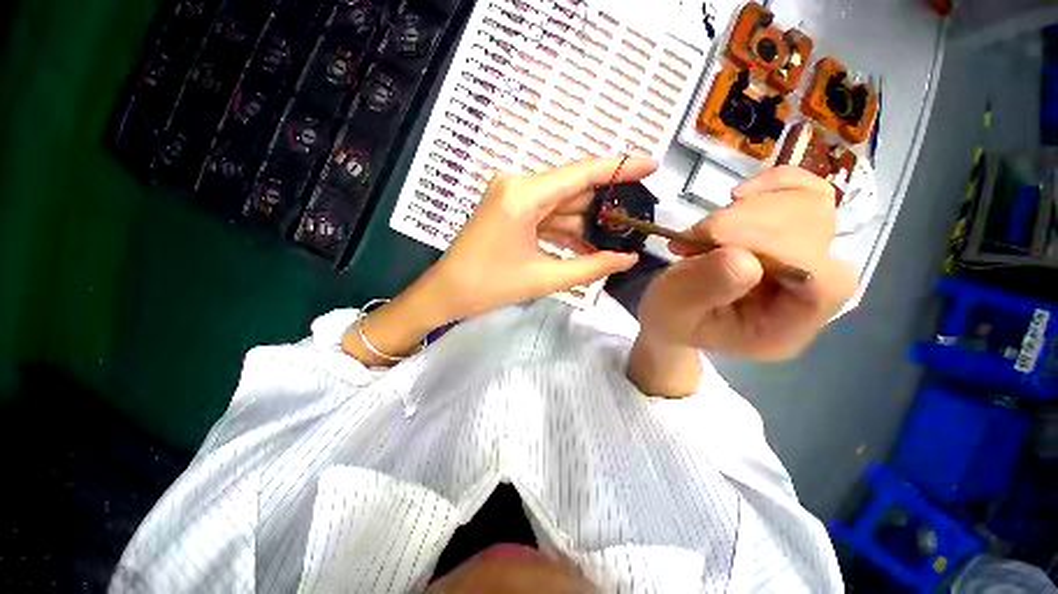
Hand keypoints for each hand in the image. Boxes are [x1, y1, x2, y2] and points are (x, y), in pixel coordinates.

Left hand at [416, 157, 657, 322]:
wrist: (447, 292)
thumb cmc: (489, 286)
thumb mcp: (544, 277)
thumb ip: (591, 267)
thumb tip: (628, 259)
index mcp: (523, 195)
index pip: (580, 174)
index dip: (619, 167)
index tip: (651, 164)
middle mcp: (517, 186)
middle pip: (572, 190)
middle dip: (602, 208)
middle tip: (633, 223)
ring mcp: (512, 196)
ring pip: (560, 205)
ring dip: (583, 224)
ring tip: (613, 242)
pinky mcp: (509, 209)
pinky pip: (546, 216)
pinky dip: (564, 230)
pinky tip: (585, 246)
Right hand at [638, 166, 856, 360]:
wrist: (674, 313)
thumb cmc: (671, 318)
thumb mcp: (672, 311)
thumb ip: (702, 290)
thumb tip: (741, 254)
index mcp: (785, 328)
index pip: (822, 283)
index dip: (779, 248)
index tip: (716, 237)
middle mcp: (810, 296)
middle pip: (818, 239)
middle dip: (751, 224)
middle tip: (699, 234)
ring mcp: (808, 263)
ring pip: (815, 210)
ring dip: (753, 207)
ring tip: (707, 228)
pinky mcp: (796, 238)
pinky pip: (808, 194)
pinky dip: (777, 183)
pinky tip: (740, 196)